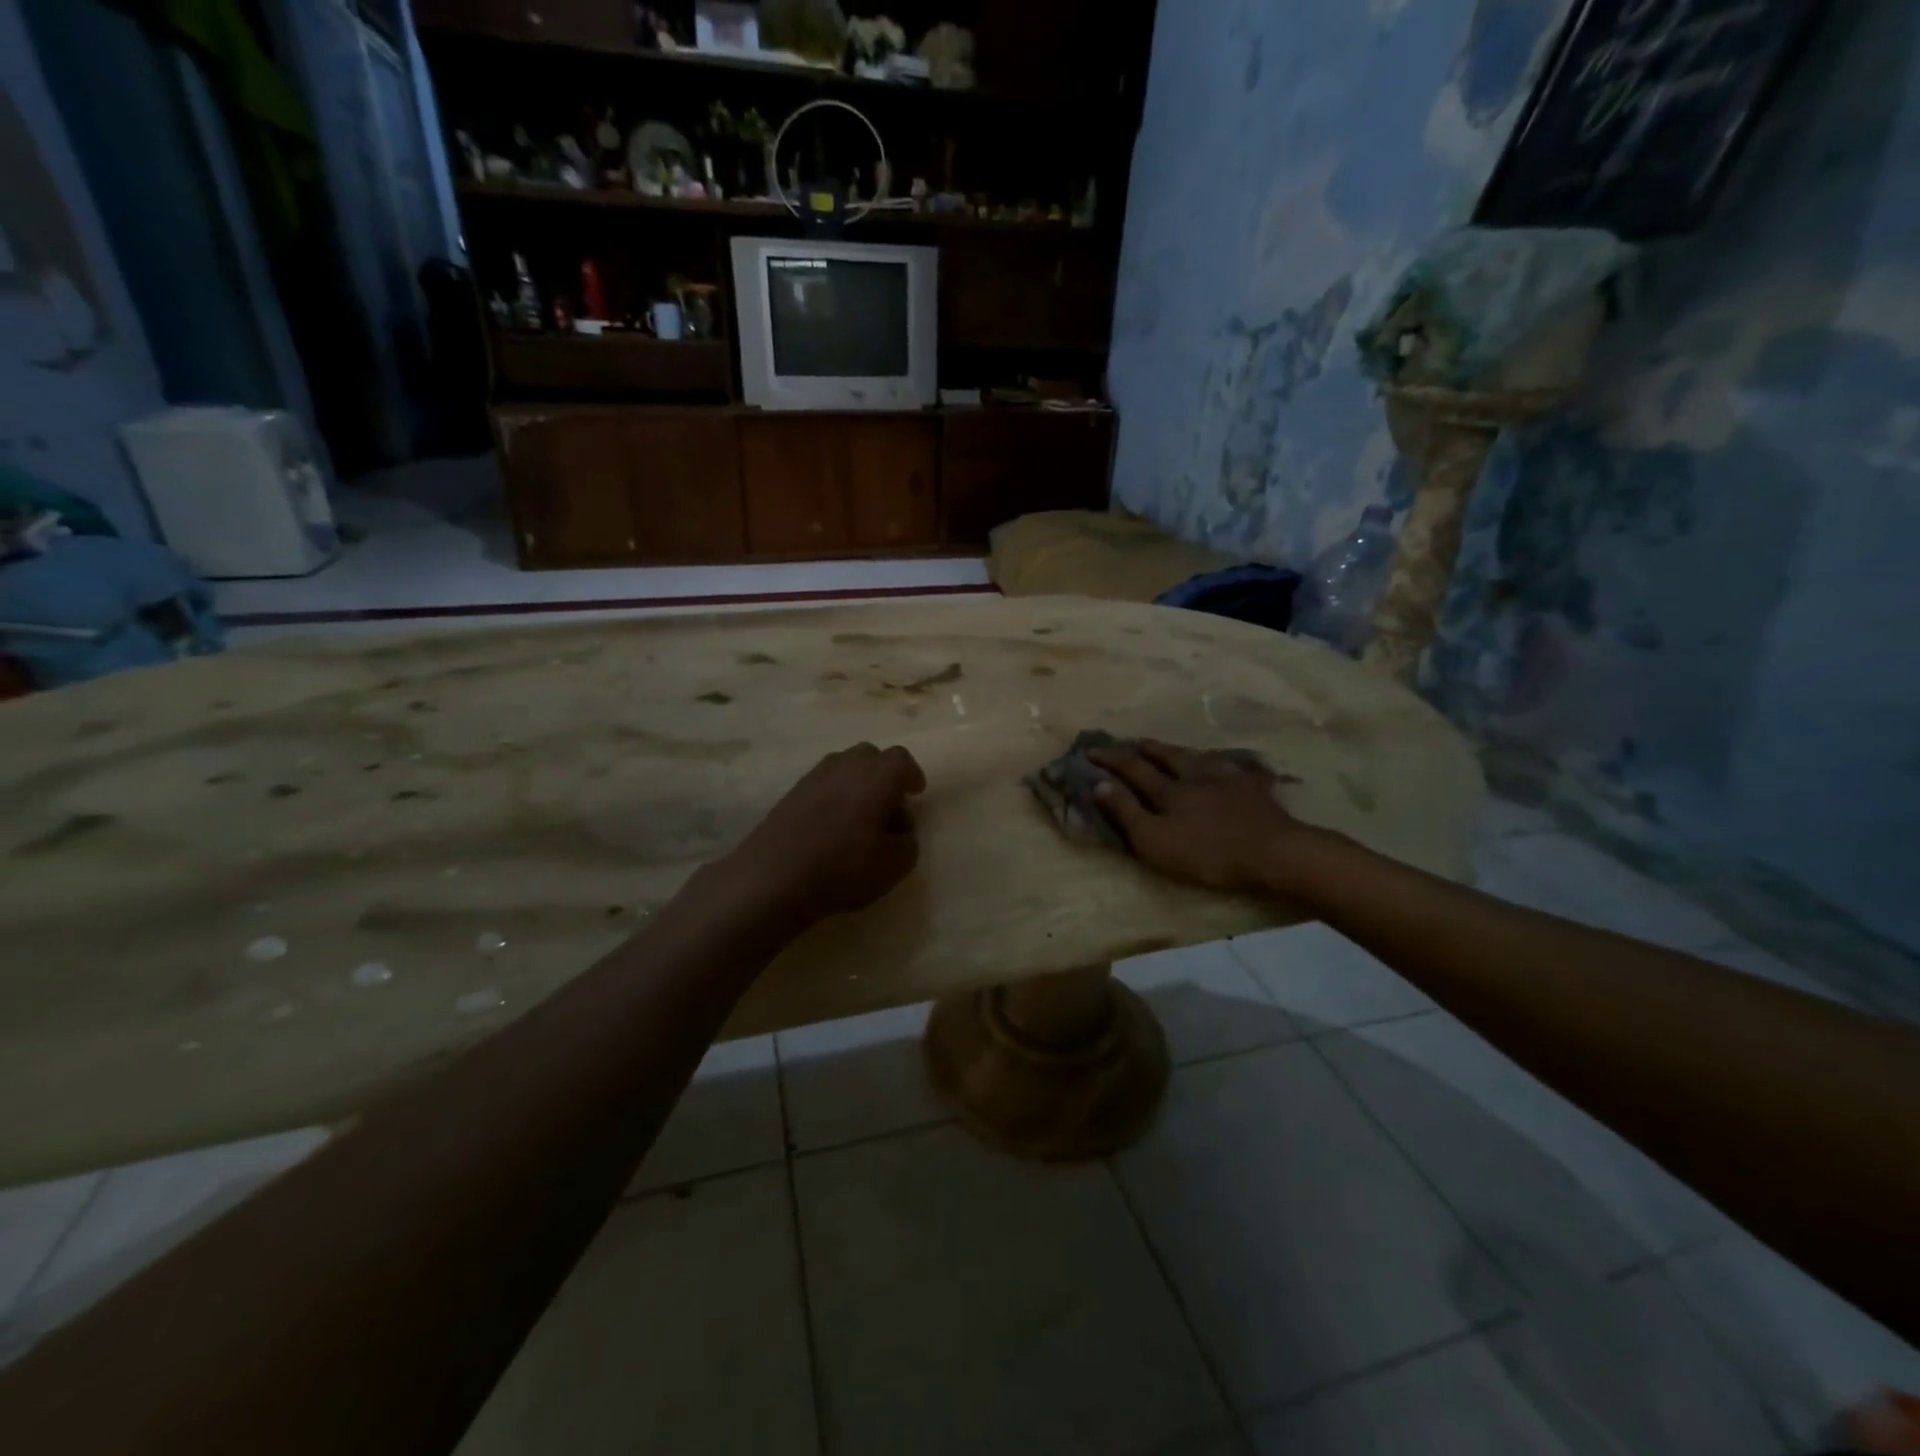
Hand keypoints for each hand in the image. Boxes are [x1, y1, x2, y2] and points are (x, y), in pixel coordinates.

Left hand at [726, 743, 925, 928]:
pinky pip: (822, 784)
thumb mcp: (894, 865)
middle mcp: (845, 767)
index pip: (901, 760)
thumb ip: (907, 842)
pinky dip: (834, 796)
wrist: (773, 877)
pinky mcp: (790, 794)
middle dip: (884, 775)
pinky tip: (832, 826)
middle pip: (870, 756)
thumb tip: (900, 831)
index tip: (915, 793)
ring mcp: (813, 777)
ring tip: (860, 817)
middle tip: (889, 805)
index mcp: (876, 777)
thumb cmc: (843, 868)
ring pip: (843, 767)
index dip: (911, 774)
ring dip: (857, 784)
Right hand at [1090, 740, 1316, 894]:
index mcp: (1168, 790)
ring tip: (1171, 747)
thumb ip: (1126, 812)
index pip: (1132, 768)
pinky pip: (1235, 769)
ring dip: (1179, 750)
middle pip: (1166, 756)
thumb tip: (1100, 783)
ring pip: (1198, 757)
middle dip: (1144, 749)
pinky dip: (1223, 763)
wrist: (1274, 853)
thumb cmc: (1207, 853)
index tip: (1090, 751)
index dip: (1110, 759)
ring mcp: (1228, 779)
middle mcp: (1195, 776)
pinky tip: (1226, 763)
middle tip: (1131, 742)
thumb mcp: (1155, 840)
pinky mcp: (1255, 790)